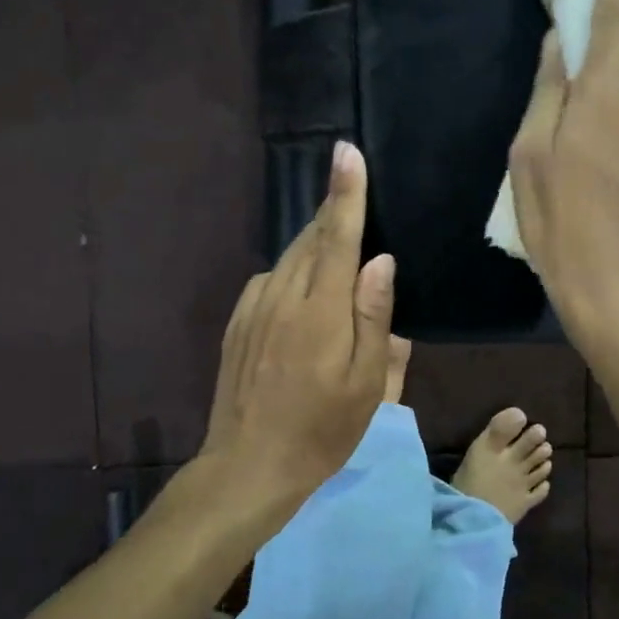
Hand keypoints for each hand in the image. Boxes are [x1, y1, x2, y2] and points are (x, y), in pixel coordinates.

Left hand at [200, 140, 394, 515]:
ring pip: (290, 257)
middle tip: (356, 196)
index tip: (347, 152)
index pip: (337, 236)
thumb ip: (373, 316)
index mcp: (320, 309)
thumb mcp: (367, 383)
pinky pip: (272, 279)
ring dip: (315, 243)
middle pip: (311, 238)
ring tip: (339, 249)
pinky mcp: (238, 323)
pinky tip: (305, 294)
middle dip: (334, 213)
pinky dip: (294, 271)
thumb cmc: (322, 430)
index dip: (346, 193)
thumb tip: (380, 261)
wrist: (248, 466)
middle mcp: (282, 296)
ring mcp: (254, 308)